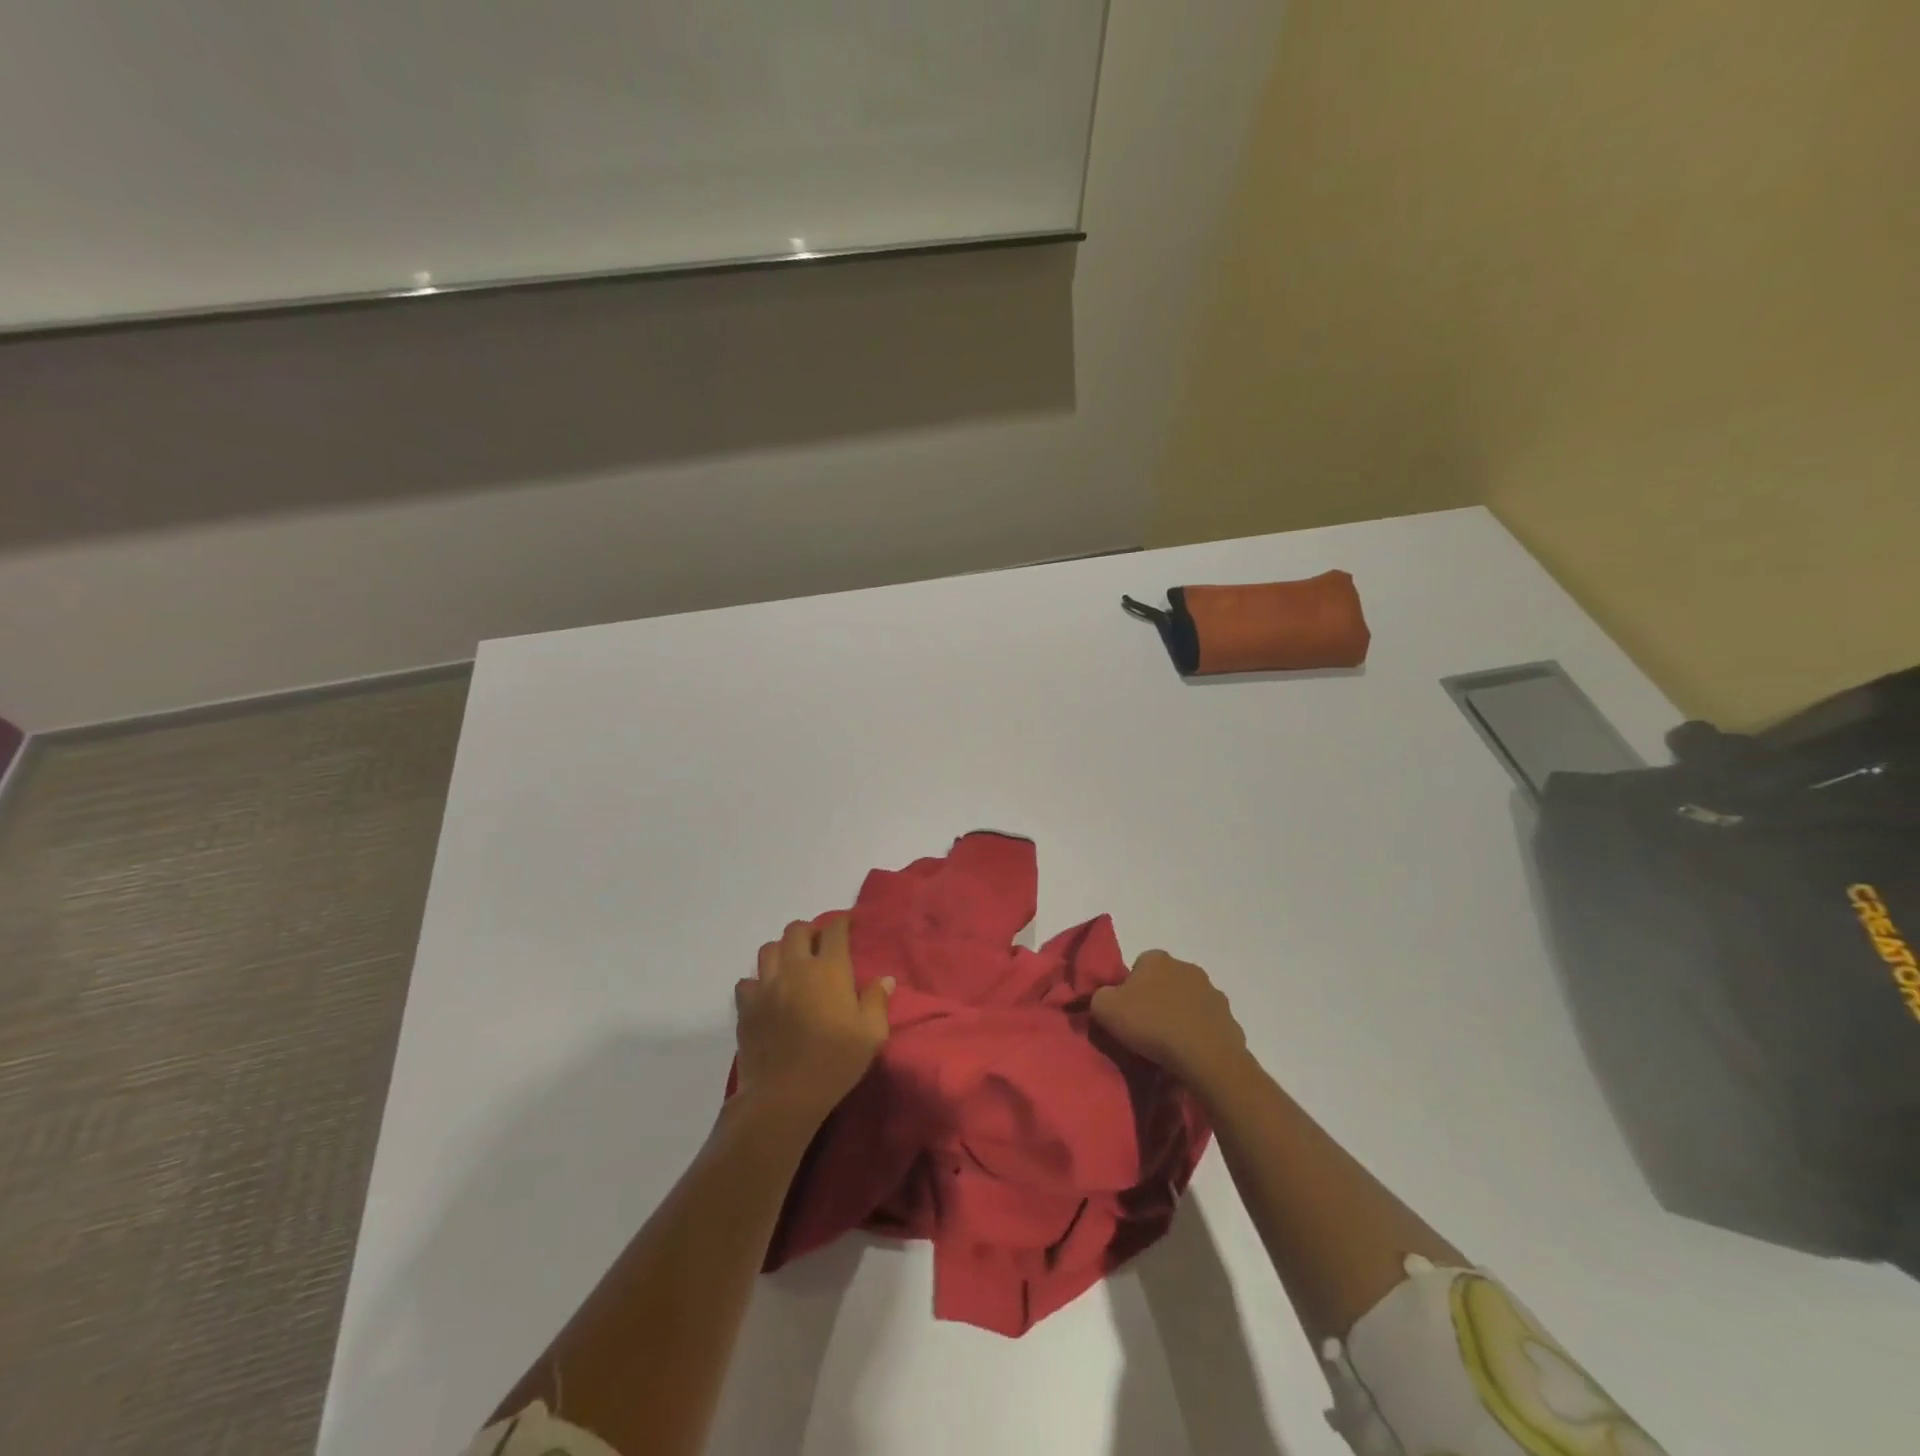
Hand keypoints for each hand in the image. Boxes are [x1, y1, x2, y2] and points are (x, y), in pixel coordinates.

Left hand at [734, 915, 892, 1130]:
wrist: (783, 1096)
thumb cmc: (834, 1063)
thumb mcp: (871, 1036)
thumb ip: (877, 1002)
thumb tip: (885, 979)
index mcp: (829, 970)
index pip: (834, 930)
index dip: (841, 922)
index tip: (847, 925)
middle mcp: (796, 968)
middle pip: (796, 930)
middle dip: (809, 931)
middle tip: (819, 946)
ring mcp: (766, 985)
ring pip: (769, 948)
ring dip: (782, 950)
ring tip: (791, 965)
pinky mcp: (746, 1006)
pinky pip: (747, 981)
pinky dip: (757, 982)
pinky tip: (767, 994)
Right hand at [1091, 949, 1246, 1084]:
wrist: (1206, 1058)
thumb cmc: (1152, 1025)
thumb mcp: (1105, 1008)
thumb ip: (1099, 996)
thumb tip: (1107, 998)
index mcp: (1157, 959)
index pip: (1138, 967)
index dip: (1129, 990)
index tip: (1127, 1013)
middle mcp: (1187, 967)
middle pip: (1165, 982)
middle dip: (1156, 1000)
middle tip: (1146, 1030)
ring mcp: (1212, 993)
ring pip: (1188, 1002)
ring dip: (1180, 1017)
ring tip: (1169, 1047)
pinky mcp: (1229, 1019)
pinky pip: (1207, 1025)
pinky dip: (1199, 1036)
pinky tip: (1190, 1055)